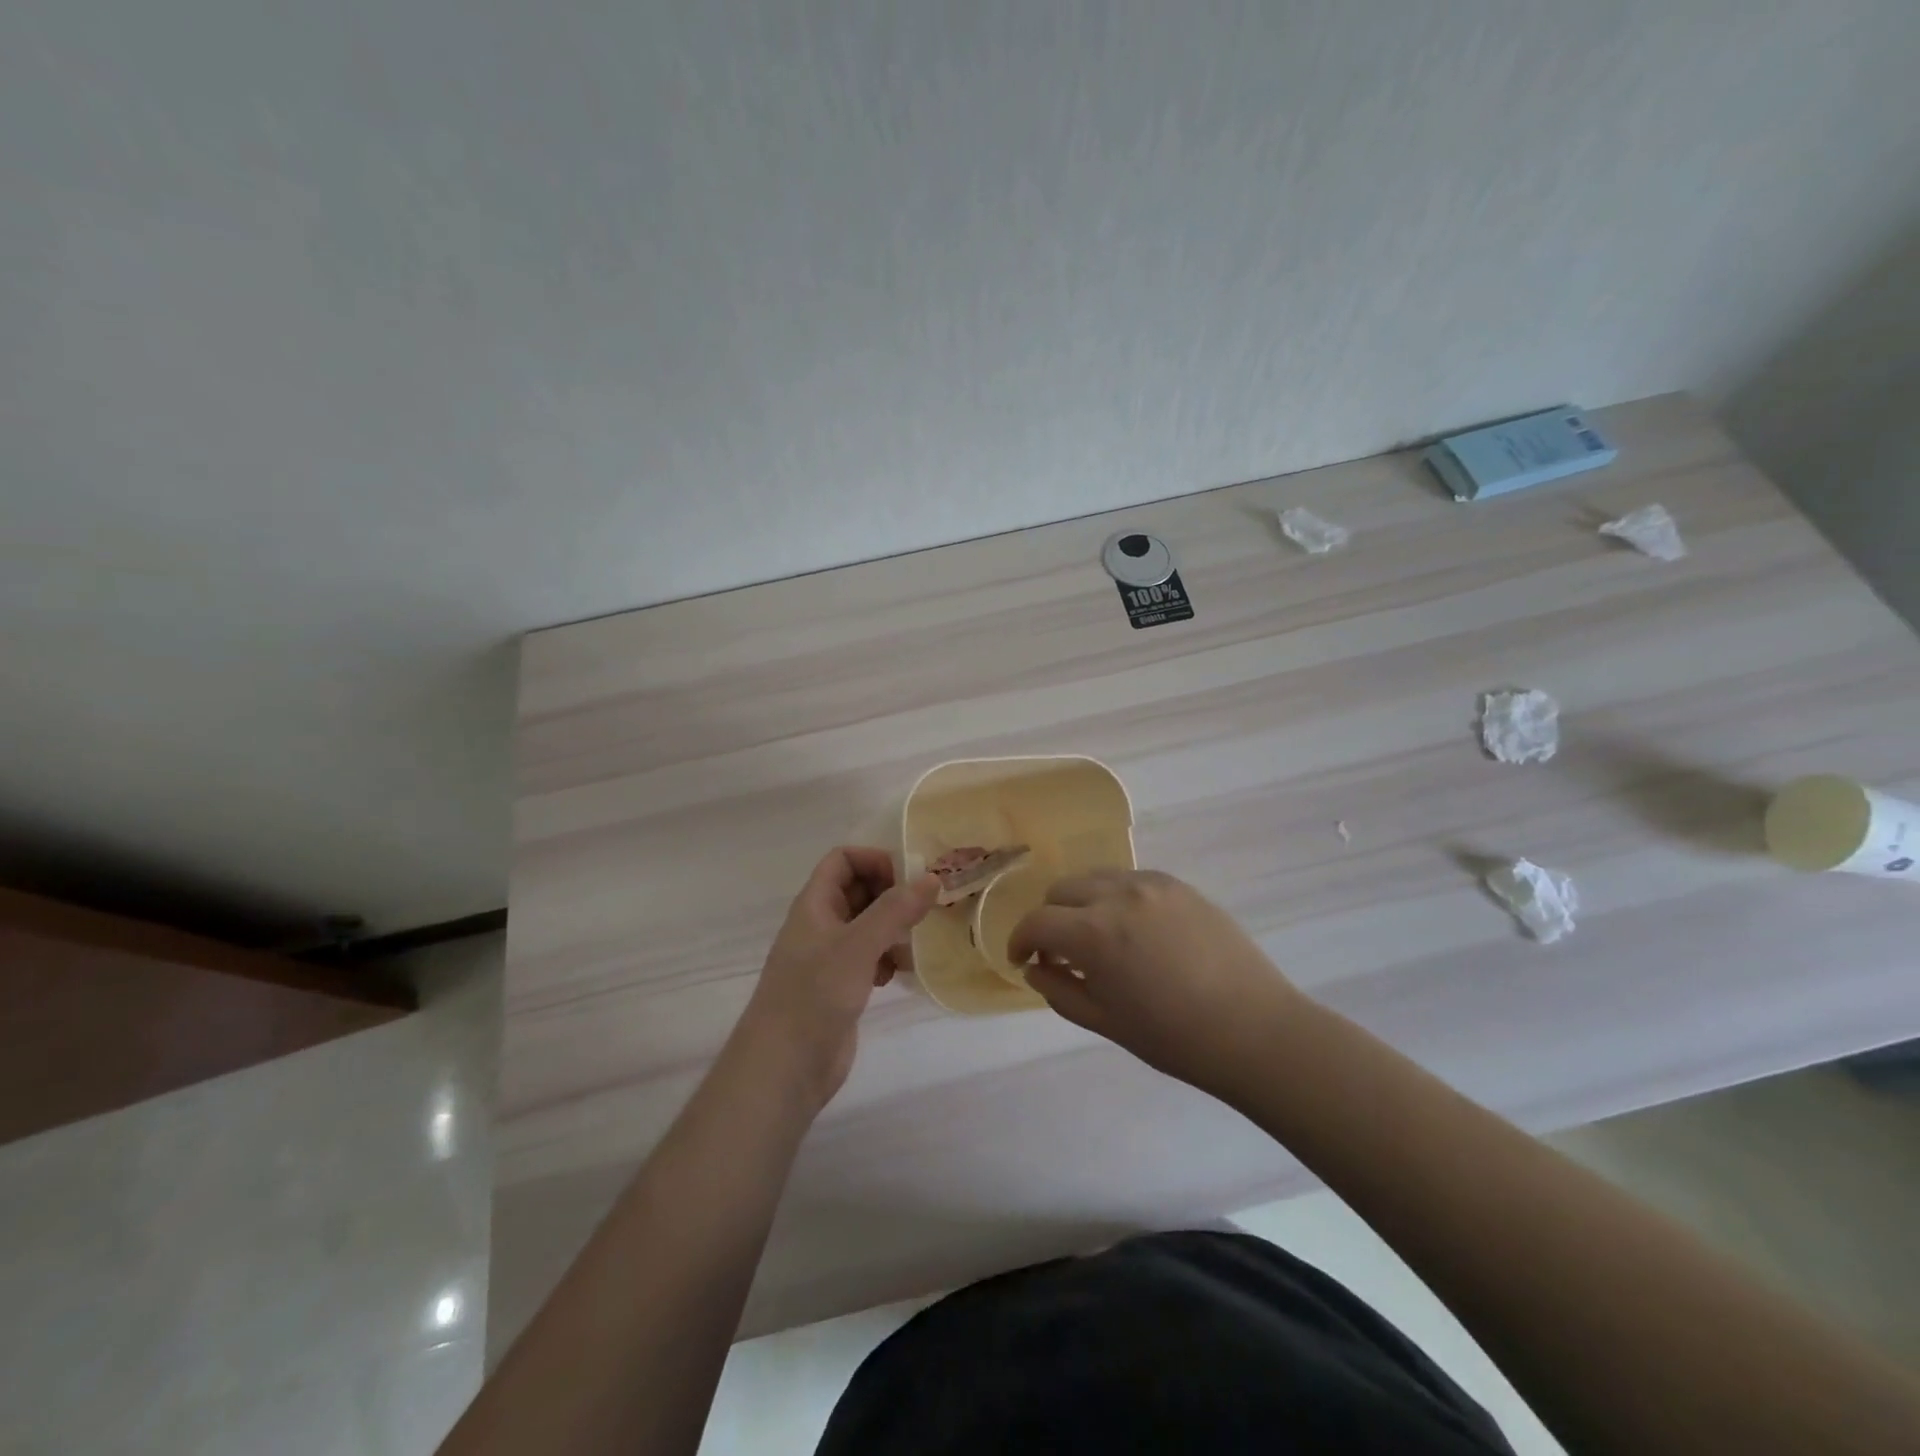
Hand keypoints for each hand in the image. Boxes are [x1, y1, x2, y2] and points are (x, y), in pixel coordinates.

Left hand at [738, 847, 937, 1111]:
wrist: (784, 1067)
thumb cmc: (815, 995)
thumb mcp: (858, 945)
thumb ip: (895, 910)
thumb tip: (931, 878)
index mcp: (815, 904)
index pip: (843, 860)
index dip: (874, 860)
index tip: (909, 879)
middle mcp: (821, 925)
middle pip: (858, 890)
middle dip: (891, 894)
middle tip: (926, 907)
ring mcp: (830, 957)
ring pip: (868, 925)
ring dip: (894, 928)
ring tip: (916, 942)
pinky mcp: (840, 987)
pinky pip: (869, 957)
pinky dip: (887, 958)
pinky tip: (901, 973)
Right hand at [1008, 869, 1306, 1100]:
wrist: (1255, 1030)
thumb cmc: (1175, 1038)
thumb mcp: (1105, 1022)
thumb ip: (1059, 990)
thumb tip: (1035, 968)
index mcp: (1094, 933)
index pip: (1036, 922)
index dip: (1020, 940)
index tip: (1023, 959)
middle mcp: (1117, 895)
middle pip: (1061, 890)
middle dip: (1050, 919)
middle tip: (1060, 952)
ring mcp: (1151, 884)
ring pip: (1094, 878)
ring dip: (1081, 903)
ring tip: (1098, 937)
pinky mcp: (1179, 885)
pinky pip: (1130, 879)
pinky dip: (1115, 897)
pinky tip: (1134, 929)